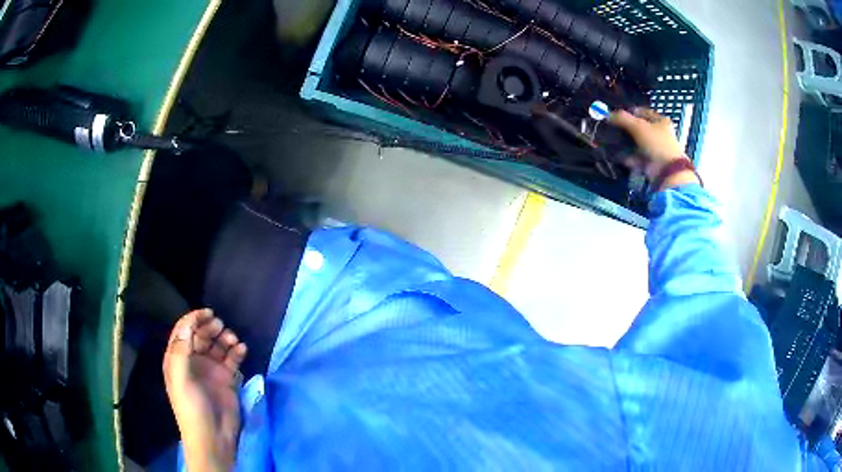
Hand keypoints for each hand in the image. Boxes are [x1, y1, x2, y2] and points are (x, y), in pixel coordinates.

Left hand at [163, 309, 246, 471]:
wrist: (213, 436)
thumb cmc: (191, 407)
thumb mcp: (180, 378)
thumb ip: (181, 350)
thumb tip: (188, 324)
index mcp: (177, 359)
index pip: (183, 331)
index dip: (193, 319)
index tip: (208, 313)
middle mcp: (193, 361)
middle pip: (201, 335)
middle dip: (210, 327)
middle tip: (220, 326)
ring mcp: (210, 370)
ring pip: (217, 345)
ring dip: (225, 338)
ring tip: (233, 340)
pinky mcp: (226, 379)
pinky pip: (232, 358)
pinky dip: (237, 351)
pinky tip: (242, 350)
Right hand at [610, 108, 696, 188]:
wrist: (666, 171)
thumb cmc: (656, 142)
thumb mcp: (638, 126)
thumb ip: (622, 118)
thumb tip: (607, 115)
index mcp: (661, 121)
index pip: (643, 112)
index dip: (630, 112)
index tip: (617, 115)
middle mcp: (660, 134)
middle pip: (639, 129)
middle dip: (626, 129)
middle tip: (613, 128)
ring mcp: (656, 150)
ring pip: (637, 144)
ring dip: (625, 144)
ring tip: (612, 141)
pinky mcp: (651, 163)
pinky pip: (636, 157)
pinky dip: (627, 157)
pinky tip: (616, 155)